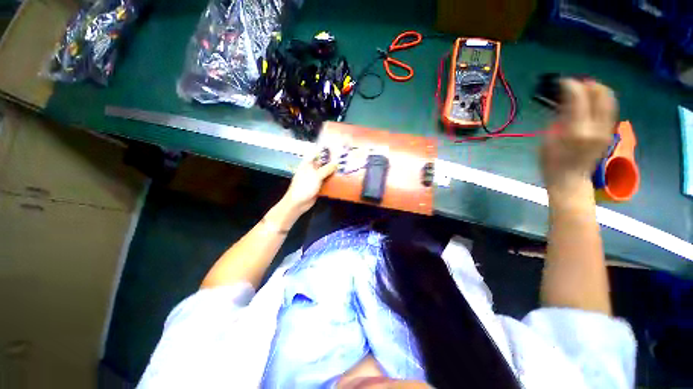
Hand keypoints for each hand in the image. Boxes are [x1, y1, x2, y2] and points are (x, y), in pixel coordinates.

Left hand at [281, 150, 337, 215]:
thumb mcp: (316, 175)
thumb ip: (327, 169)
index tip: (336, 149)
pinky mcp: (318, 186)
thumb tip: (336, 163)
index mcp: (308, 164)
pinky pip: (326, 182)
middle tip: (343, 160)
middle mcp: (311, 170)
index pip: (317, 154)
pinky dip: (332, 181)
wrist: (298, 203)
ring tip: (344, 169)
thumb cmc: (304, 186)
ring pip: (325, 173)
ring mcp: (315, 178)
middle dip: (332, 162)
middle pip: (323, 164)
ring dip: (333, 172)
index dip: (325, 151)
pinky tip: (340, 180)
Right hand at [541, 79, 616, 192]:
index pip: (579, 98)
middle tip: (577, 83)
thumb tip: (564, 105)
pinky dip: (601, 101)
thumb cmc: (551, 164)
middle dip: (589, 84)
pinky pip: (609, 110)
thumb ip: (558, 121)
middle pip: (601, 95)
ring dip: (598, 91)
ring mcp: (606, 131)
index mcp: (576, 131)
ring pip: (609, 101)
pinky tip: (591, 102)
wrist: (570, 181)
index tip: (563, 82)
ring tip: (586, 89)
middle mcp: (596, 128)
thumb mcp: (548, 141)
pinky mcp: (609, 133)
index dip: (571, 86)